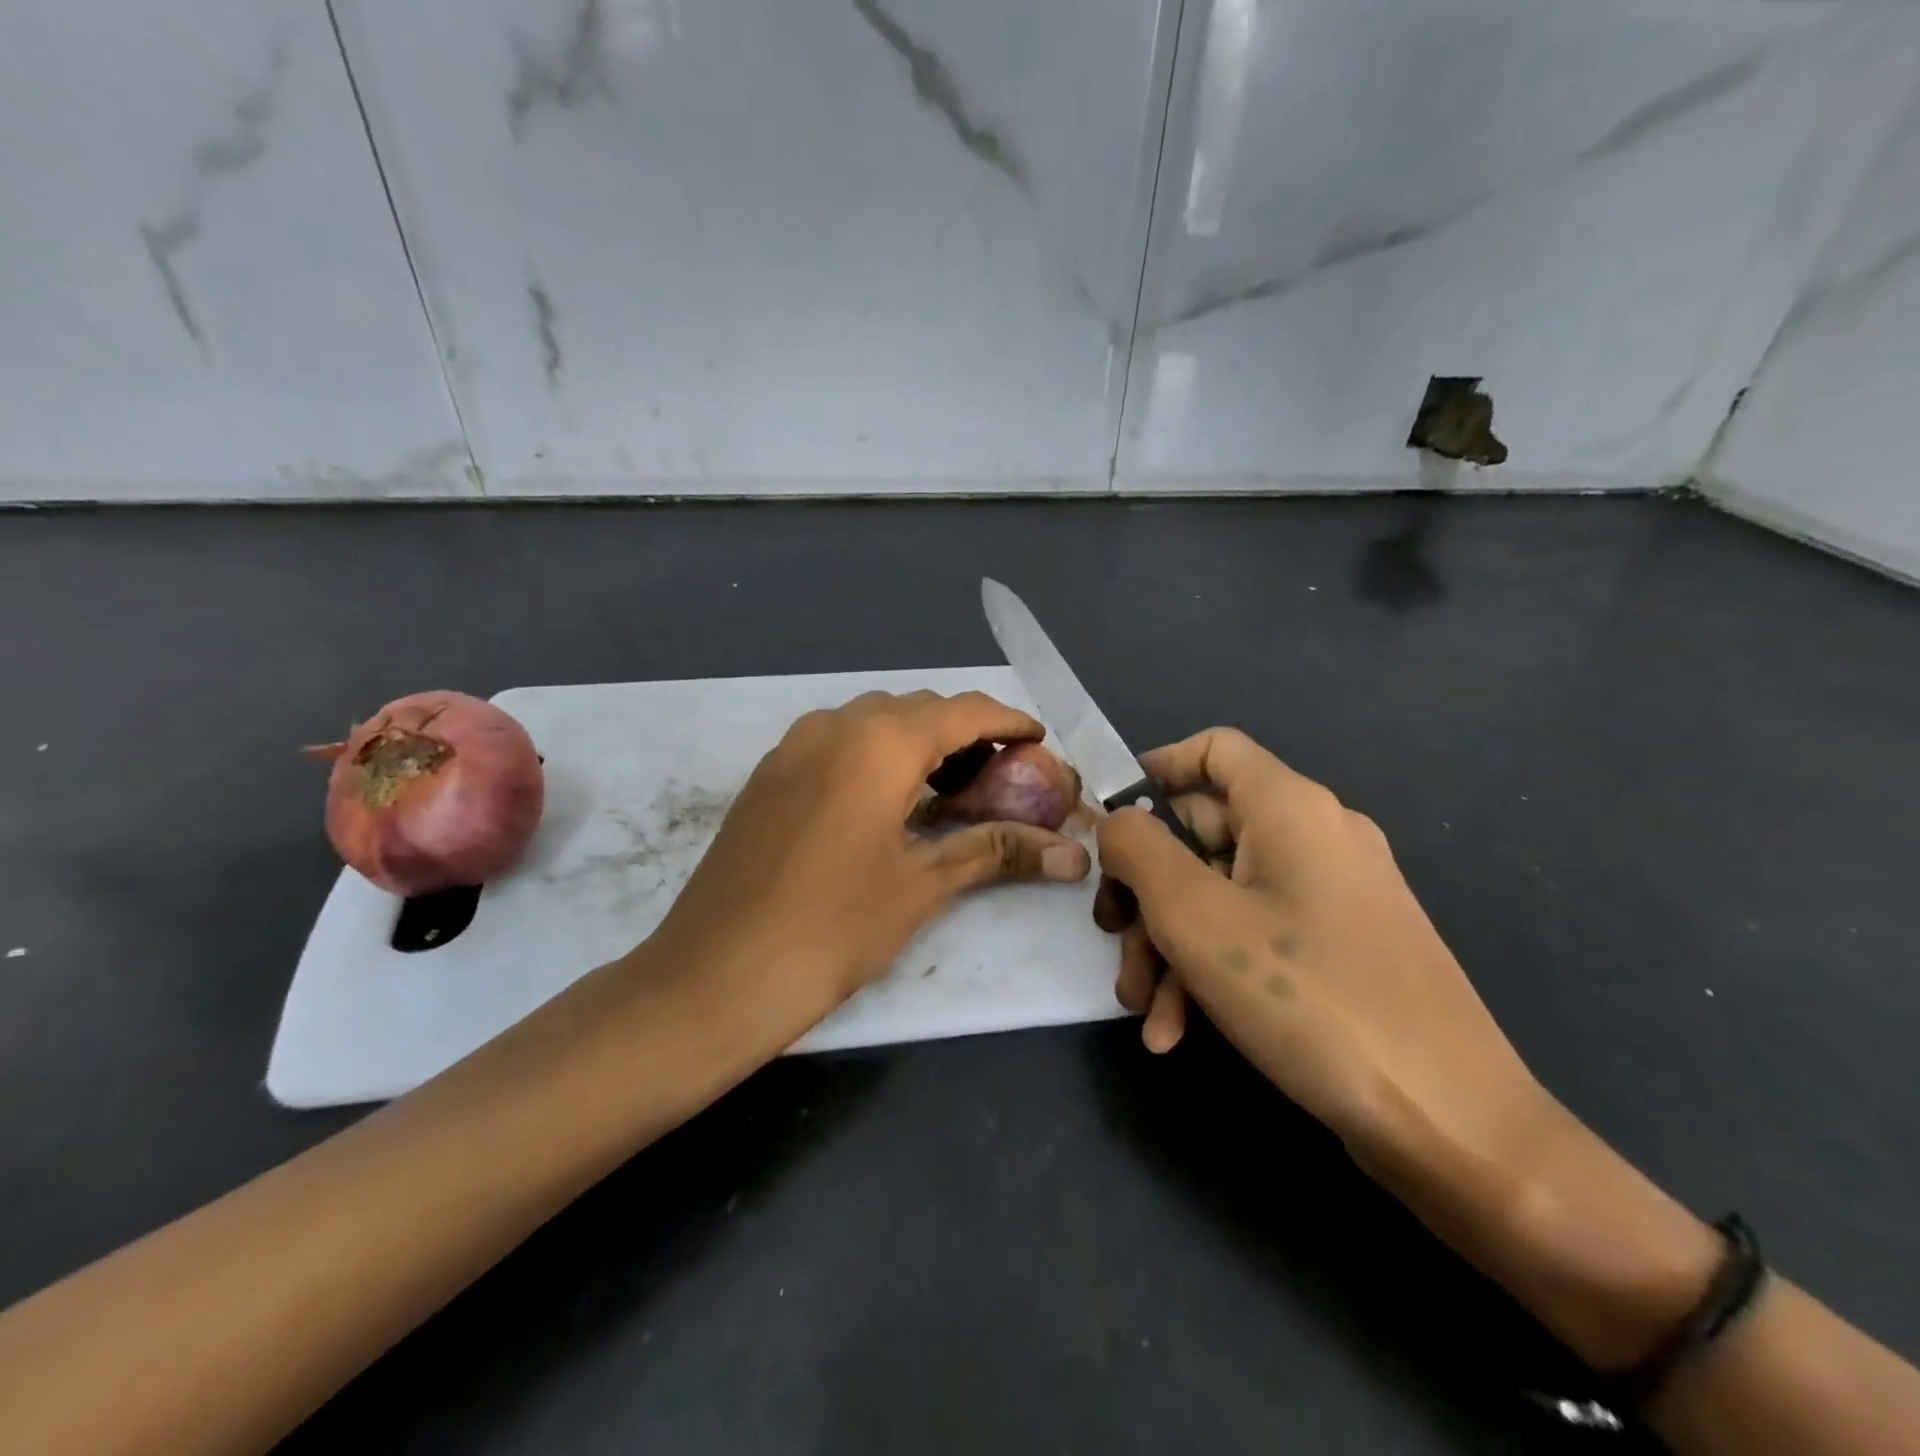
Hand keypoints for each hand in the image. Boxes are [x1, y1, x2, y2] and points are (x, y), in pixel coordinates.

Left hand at [650, 690, 1091, 1035]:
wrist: (715, 974)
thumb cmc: (831, 928)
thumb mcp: (921, 885)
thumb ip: (997, 851)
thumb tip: (1074, 856)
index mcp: (879, 743)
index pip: (964, 711)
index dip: (1009, 723)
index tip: (1040, 743)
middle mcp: (834, 725)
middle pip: (919, 708)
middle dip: (966, 733)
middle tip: (998, 778)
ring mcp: (793, 745)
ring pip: (874, 720)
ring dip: (918, 741)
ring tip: (948, 789)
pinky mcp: (769, 772)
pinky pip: (837, 739)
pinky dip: (876, 753)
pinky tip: (887, 801)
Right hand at [1096, 727, 1539, 1166]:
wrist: (1452, 1125)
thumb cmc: (1308, 998)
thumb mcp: (1194, 916)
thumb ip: (1138, 850)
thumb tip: (1117, 823)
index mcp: (1290, 807)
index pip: (1212, 749)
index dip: (1153, 773)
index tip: (1108, 825)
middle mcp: (1316, 837)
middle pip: (1204, 834)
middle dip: (1147, 892)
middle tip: (1115, 942)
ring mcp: (1333, 896)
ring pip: (1222, 894)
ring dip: (1170, 945)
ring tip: (1144, 1009)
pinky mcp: (1342, 949)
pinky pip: (1257, 936)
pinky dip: (1211, 971)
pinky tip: (1178, 1032)